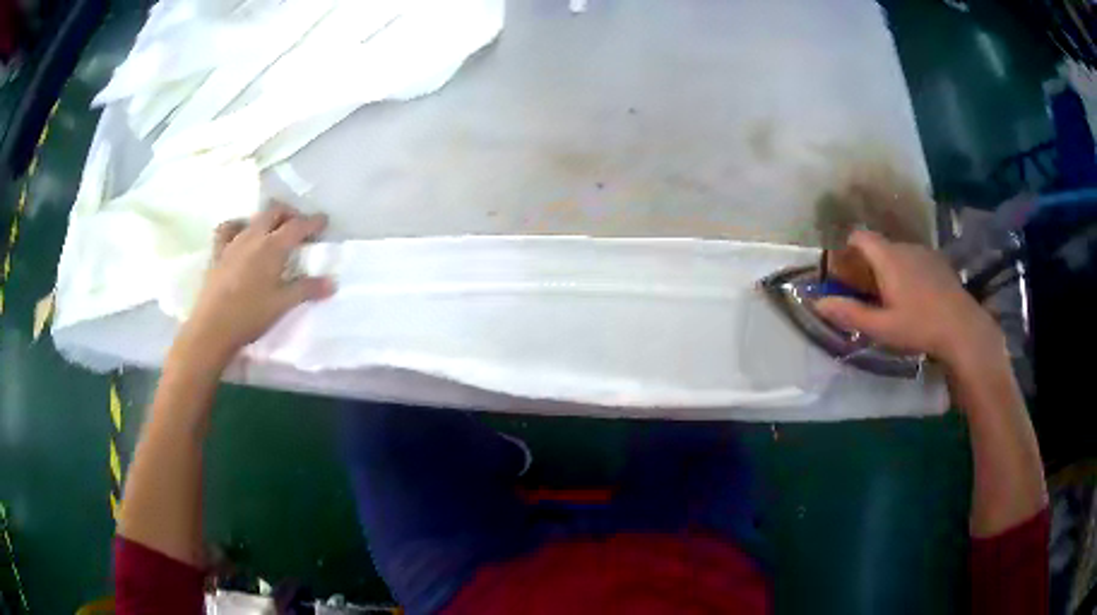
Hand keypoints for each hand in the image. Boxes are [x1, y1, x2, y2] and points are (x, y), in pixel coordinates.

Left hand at [178, 203, 334, 366]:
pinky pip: (227, 229)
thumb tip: (332, 283)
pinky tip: (240, 233)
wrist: (213, 328)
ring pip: (253, 218)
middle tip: (299, 226)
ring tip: (273, 230)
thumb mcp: (282, 304)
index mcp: (273, 247)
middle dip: (290, 214)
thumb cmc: (250, 315)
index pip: (298, 226)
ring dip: (267, 219)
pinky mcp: (217, 253)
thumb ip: (307, 289)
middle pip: (275, 212)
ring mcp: (233, 242)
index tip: (324, 221)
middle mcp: (254, 237)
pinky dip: (237, 226)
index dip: (313, 222)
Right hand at [814, 229, 1003, 369]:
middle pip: (879, 245)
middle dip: (869, 263)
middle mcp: (905, 247)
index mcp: (888, 258)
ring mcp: (924, 252)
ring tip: (893, 298)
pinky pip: (915, 260)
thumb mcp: (881, 327)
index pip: (860, 236)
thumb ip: (850, 313)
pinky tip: (916, 297)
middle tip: (867, 292)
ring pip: (898, 253)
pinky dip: (908, 271)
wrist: (962, 328)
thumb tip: (817, 302)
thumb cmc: (919, 326)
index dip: (848, 247)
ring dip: (890, 268)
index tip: (845, 271)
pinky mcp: (939, 262)